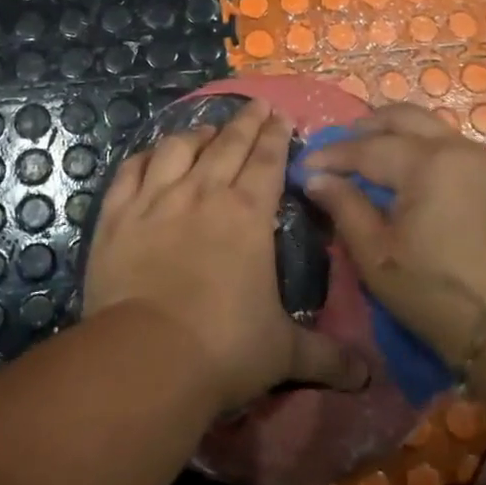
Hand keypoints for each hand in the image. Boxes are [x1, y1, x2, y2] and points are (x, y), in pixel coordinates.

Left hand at [83, 98, 370, 413]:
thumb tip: (369, 378)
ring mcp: (156, 200)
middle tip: (257, 106)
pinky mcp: (117, 216)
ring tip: (206, 129)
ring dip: (196, 133)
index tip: (281, 115)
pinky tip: (150, 155)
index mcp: (248, 214)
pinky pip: (130, 172)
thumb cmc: (224, 348)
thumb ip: (327, 357)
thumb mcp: (284, 353)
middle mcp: (203, 194)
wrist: (147, 357)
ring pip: (178, 148)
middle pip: (227, 144)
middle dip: (246, 122)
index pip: (267, 161)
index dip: (275, 136)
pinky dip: (144, 157)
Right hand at [304, 103, 485, 366]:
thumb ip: (345, 208)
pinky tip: (415, 176)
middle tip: (340, 148)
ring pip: (434, 129)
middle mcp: (459, 149)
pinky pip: (457, 149)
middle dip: (367, 127)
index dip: (332, 155)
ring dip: (399, 135)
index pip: (367, 147)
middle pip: (404, 118)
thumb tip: (316, 178)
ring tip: (374, 158)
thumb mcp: (378, 256)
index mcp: (426, 164)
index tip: (305, 166)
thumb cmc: (438, 294)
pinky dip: (428, 151)